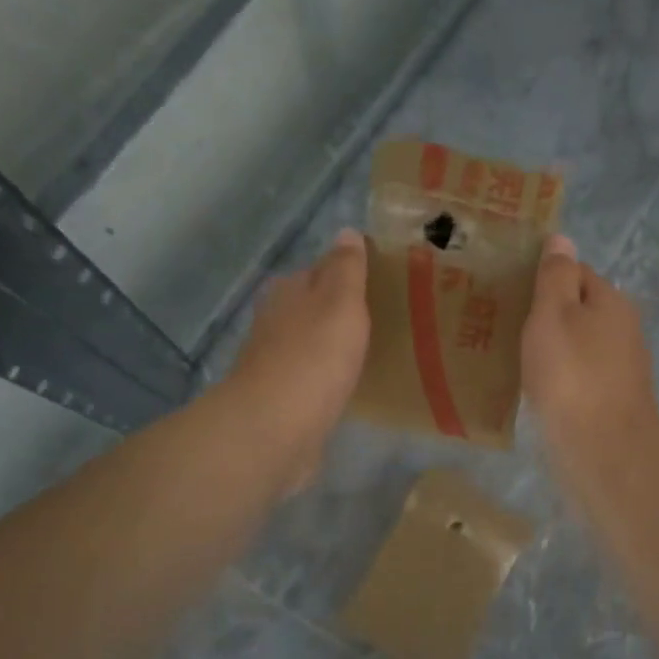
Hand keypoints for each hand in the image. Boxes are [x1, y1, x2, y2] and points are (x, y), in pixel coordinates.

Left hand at [225, 230, 369, 482]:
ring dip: (334, 344)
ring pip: (311, 342)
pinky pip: (312, 377)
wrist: (276, 427)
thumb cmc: (314, 356)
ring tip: (371, 350)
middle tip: (383, 318)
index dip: (348, 274)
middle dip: (340, 311)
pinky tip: (348, 384)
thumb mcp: (341, 301)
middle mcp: (275, 321)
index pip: (320, 270)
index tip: (379, 284)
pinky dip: (328, 376)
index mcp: (288, 291)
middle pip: (313, 307)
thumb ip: (346, 268)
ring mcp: (275, 361)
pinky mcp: (282, 398)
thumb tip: (346, 231)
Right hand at [521, 234, 658, 472]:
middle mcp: (622, 330)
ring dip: (550, 348)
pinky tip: (534, 388)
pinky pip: (577, 376)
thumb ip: (556, 276)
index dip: (543, 277)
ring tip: (510, 355)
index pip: (576, 272)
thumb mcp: (554, 314)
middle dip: (545, 315)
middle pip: (578, 310)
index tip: (509, 290)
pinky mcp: (609, 401)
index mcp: (611, 301)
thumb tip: (563, 238)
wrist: (603, 448)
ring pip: (578, 346)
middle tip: (502, 322)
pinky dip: (557, 377)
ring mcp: (619, 368)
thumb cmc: (572, 374)